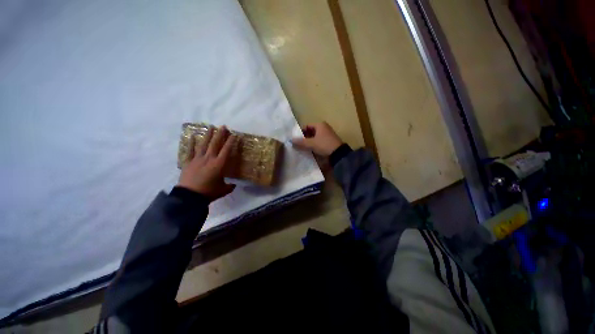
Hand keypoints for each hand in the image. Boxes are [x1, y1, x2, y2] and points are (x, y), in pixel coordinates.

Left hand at [178, 126, 235, 200]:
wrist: (190, 197)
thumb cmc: (209, 192)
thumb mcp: (223, 190)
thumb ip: (230, 186)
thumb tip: (234, 185)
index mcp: (219, 164)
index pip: (226, 150)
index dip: (231, 142)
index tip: (234, 135)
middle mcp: (209, 158)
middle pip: (215, 144)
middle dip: (220, 134)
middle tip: (223, 126)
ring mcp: (197, 159)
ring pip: (204, 144)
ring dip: (208, 135)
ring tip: (211, 127)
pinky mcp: (188, 162)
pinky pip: (190, 150)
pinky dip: (191, 143)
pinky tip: (193, 135)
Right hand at [292, 122, 343, 156]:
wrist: (338, 154)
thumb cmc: (324, 145)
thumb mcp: (311, 143)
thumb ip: (301, 142)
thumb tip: (291, 140)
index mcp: (320, 125)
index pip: (307, 126)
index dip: (300, 132)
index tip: (296, 139)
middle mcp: (324, 128)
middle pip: (310, 132)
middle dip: (304, 138)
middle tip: (298, 144)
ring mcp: (327, 135)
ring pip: (314, 137)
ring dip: (309, 142)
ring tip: (303, 148)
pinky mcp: (329, 141)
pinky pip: (318, 141)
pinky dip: (314, 145)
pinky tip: (310, 150)